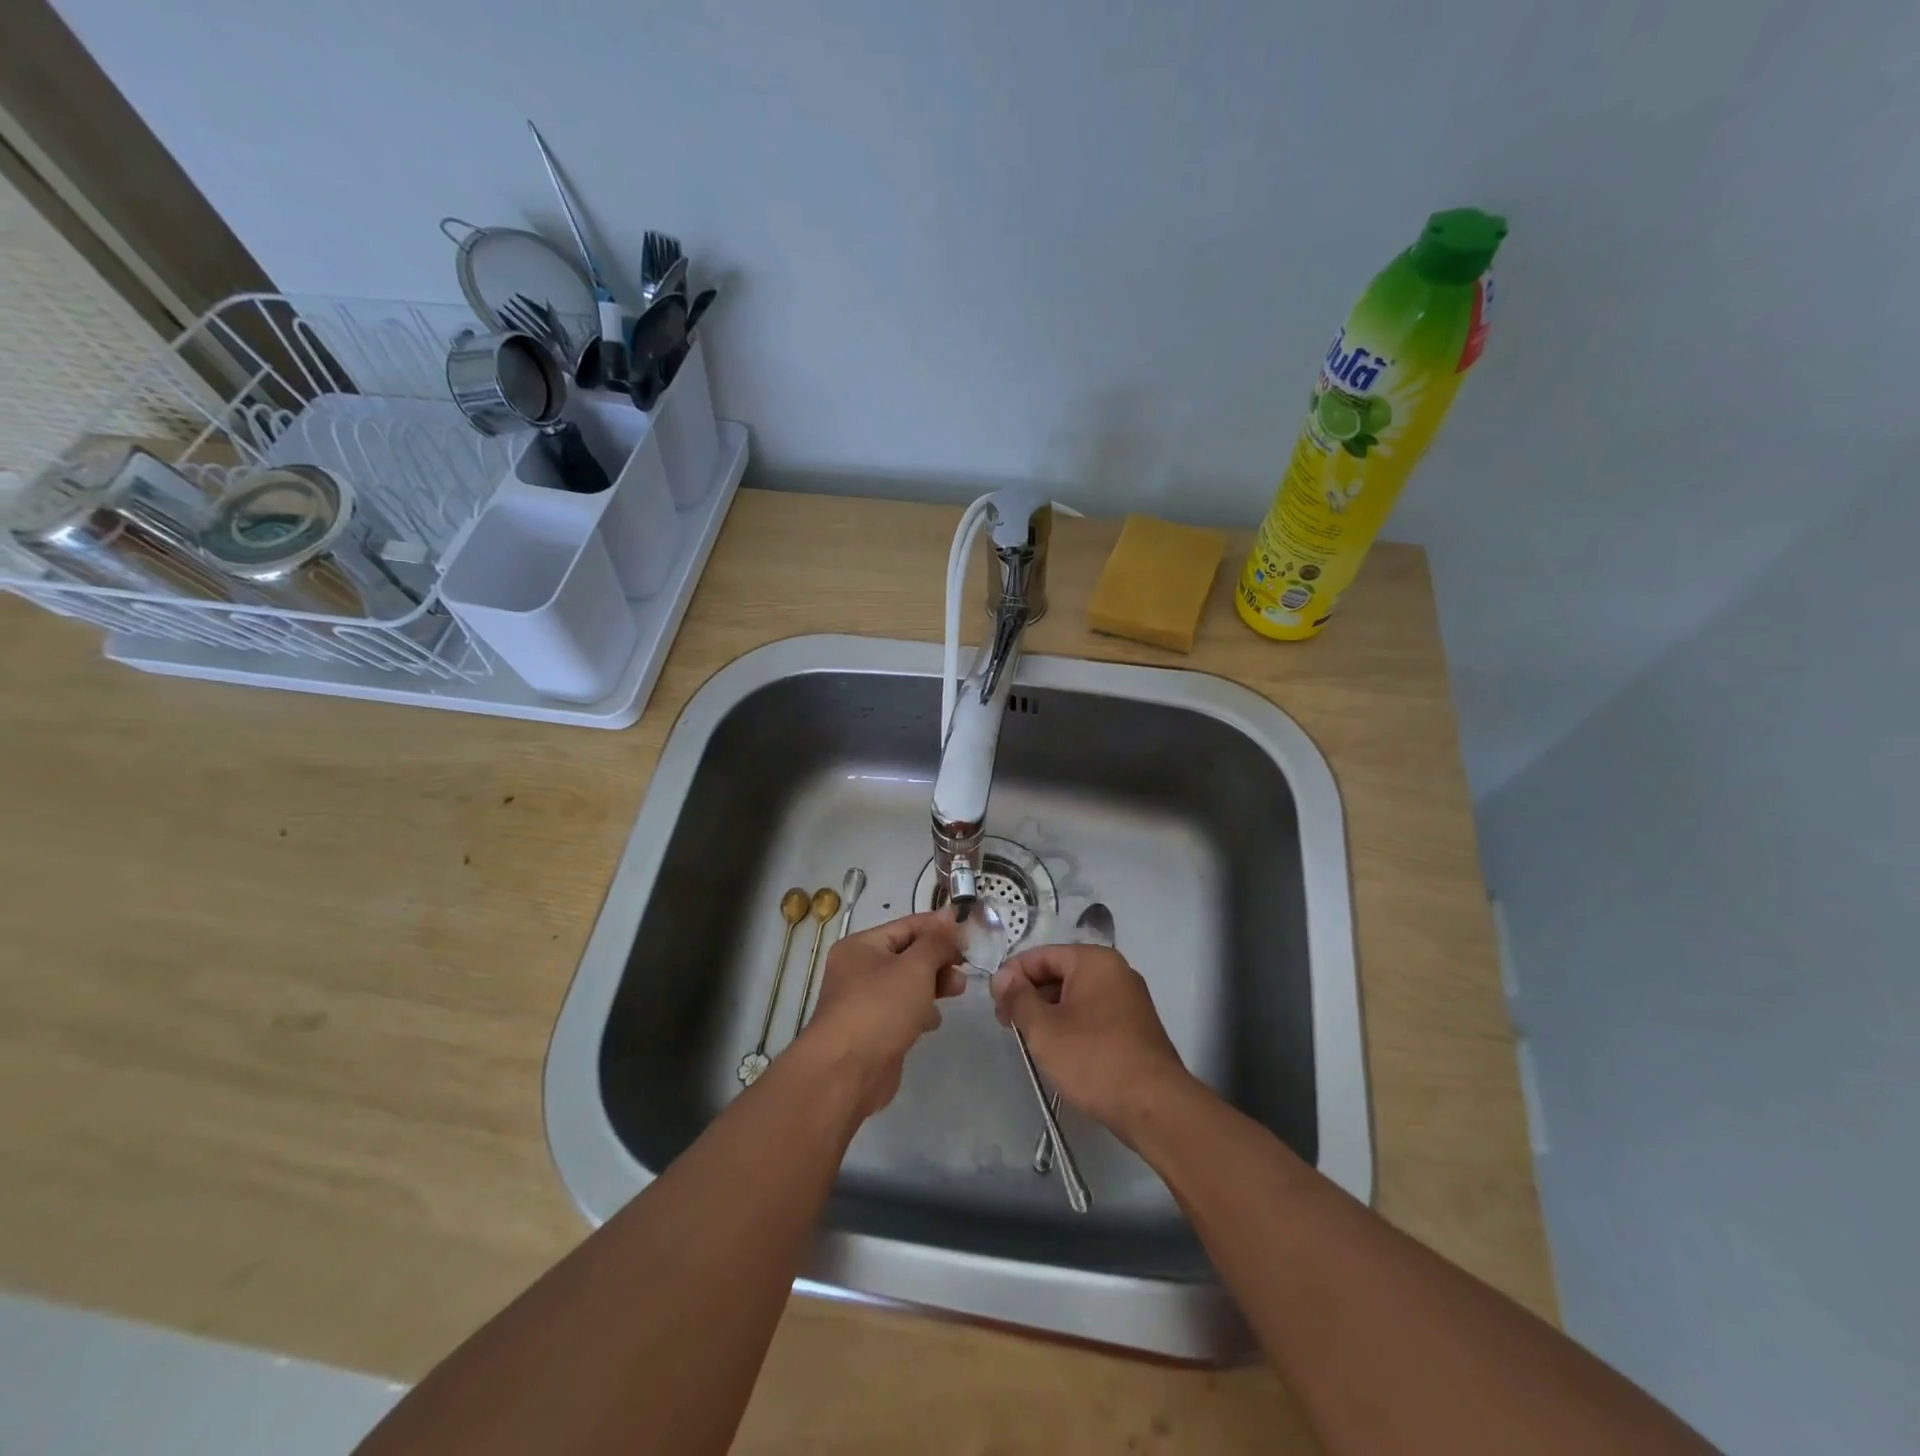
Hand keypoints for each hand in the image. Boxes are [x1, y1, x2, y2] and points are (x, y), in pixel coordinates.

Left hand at [800, 911, 966, 1118]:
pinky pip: (901, 1011)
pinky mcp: (872, 1031)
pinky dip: (920, 1011)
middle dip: (939, 960)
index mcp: (861, 946)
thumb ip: (936, 941)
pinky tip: (933, 1022)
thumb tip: (948, 914)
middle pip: (907, 955)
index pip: (907, 926)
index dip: (939, 927)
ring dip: (933, 985)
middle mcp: (858, 970)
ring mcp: (863, 1002)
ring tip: (958, 992)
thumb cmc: (880, 1008)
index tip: (970, 934)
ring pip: (907, 984)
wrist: (845, 1073)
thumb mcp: (915, 967)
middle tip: (966, 969)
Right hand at [990, 944, 1194, 1141]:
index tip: (994, 1004)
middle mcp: (1115, 971)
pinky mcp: (1135, 1027)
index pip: (1041, 955)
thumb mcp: (1044, 1029)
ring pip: (1076, 996)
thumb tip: (1002, 977)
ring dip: (1049, 1013)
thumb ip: (1018, 998)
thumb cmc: (1094, 1059)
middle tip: (1007, 1025)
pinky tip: (1059, 1051)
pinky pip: (1093, 1014)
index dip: (1013, 976)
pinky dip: (1071, 1025)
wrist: (1155, 1107)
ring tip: (1029, 1041)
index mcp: (1094, 961)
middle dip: (1030, 995)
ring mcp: (1129, 999)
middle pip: (1060, 972)